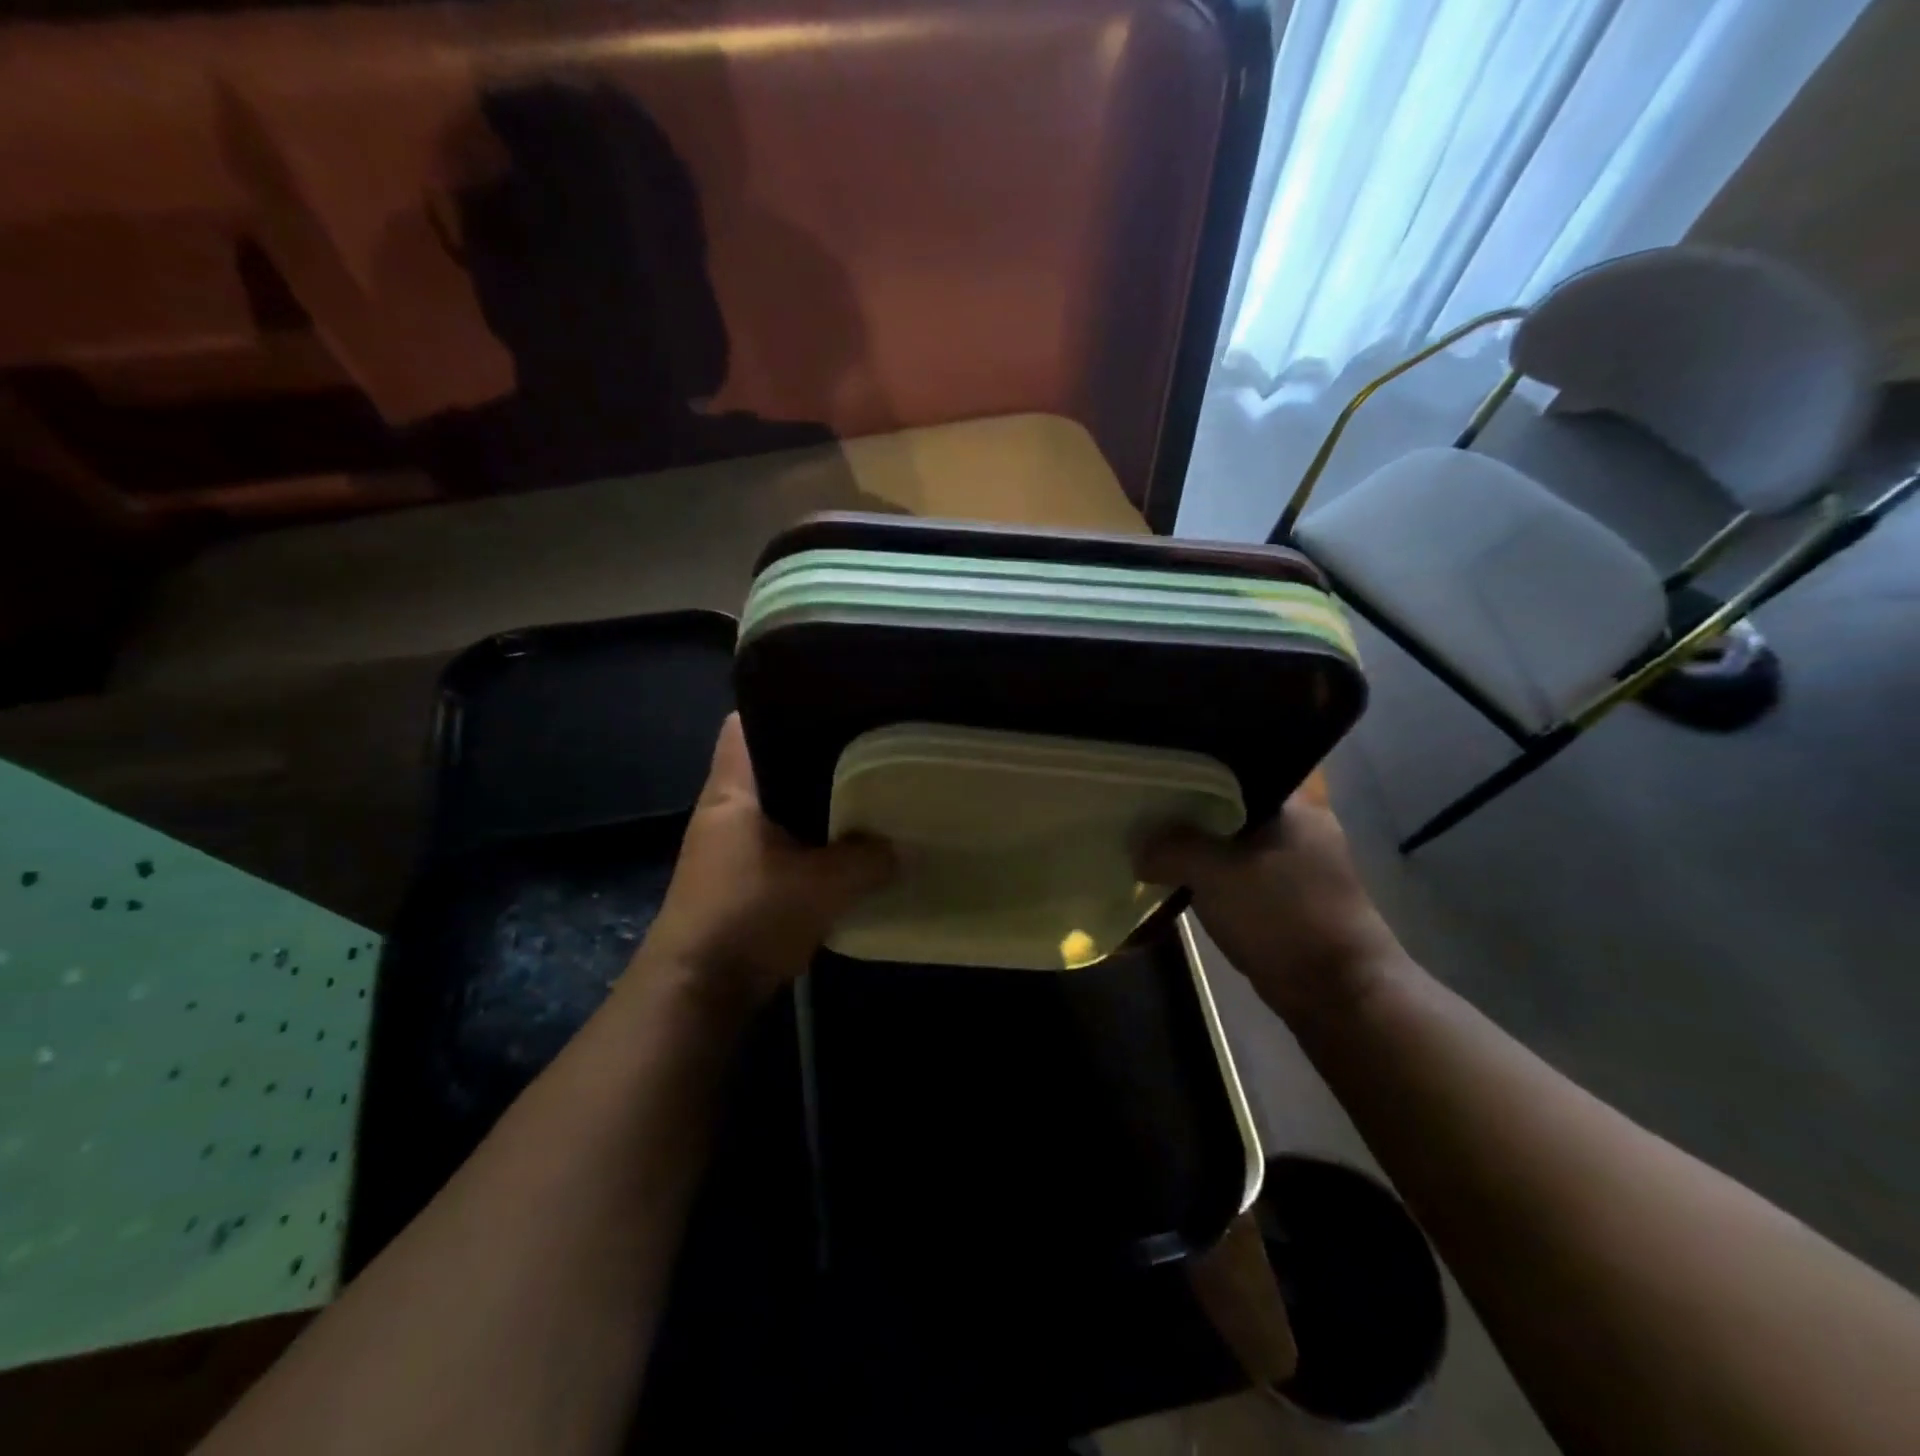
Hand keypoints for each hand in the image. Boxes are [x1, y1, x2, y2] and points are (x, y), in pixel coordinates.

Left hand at [639, 715, 892, 1012]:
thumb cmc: (750, 917)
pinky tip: (842, 849)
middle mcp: (722, 811)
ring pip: (775, 808)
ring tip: (862, 795)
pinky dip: (806, 842)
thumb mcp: (823, 886)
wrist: (696, 992)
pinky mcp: (735, 881)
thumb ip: (869, 861)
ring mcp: (725, 848)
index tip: (828, 703)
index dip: (779, 706)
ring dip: (810, 806)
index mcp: (732, 792)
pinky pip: (777, 844)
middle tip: (865, 750)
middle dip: (812, 759)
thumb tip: (903, 848)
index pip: (743, 725)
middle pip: (767, 765)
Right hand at [1137, 791, 1403, 1025]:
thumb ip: (1171, 849)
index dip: (1191, 770)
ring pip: (1231, 840)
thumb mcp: (1215, 873)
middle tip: (1144, 809)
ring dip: (1198, 846)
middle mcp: (1298, 825)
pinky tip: (1177, 877)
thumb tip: (1137, 847)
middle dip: (1188, 811)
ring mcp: (1294, 863)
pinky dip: (1210, 874)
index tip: (1154, 776)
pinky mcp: (1285, 897)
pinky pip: (1237, 871)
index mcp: (1293, 804)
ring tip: (1151, 841)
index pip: (1234, 769)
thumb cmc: (1281, 915)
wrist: (1336, 991)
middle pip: (1229, 804)